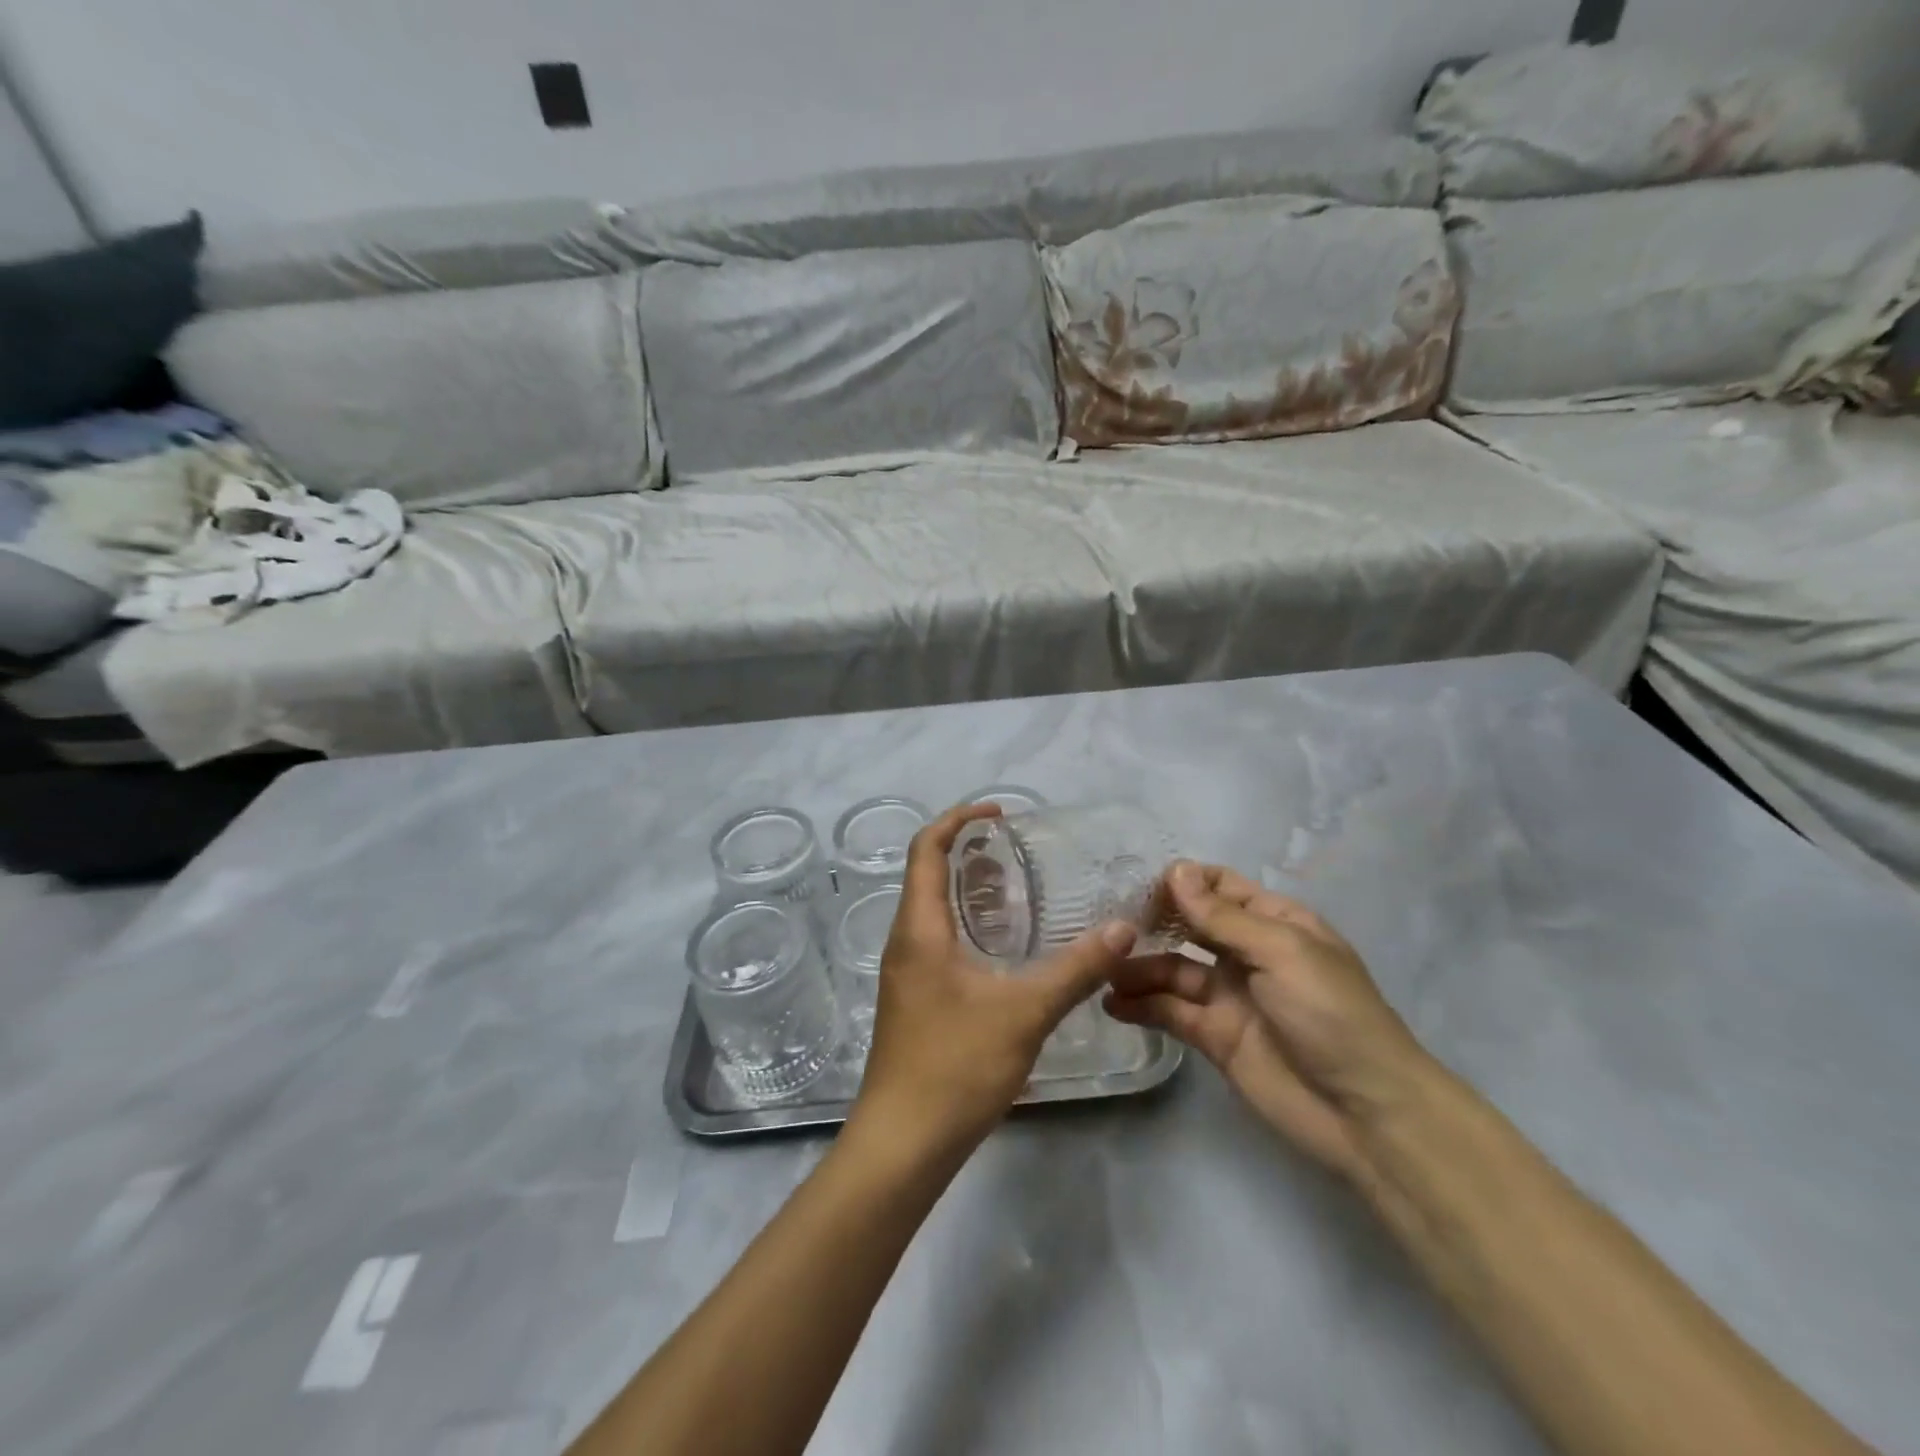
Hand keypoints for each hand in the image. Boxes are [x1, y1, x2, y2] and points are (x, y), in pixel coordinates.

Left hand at [850, 803, 1137, 1153]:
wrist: (903, 1143)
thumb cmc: (955, 1066)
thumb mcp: (1024, 1012)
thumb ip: (1076, 969)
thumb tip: (1123, 927)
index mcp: (919, 929)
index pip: (925, 849)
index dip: (957, 819)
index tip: (999, 812)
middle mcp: (905, 941)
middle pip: (927, 874)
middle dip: (969, 852)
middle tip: (1018, 850)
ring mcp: (907, 973)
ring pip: (933, 910)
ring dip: (969, 889)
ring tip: (1019, 888)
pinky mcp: (915, 999)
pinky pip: (938, 940)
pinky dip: (969, 924)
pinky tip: (1005, 947)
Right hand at [1105, 862, 1431, 1180]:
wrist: (1366, 1113)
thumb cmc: (1332, 1015)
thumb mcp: (1282, 952)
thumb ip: (1223, 917)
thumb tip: (1175, 870)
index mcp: (1274, 922)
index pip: (1219, 886)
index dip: (1182, 882)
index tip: (1138, 887)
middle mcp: (1248, 953)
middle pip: (1190, 925)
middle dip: (1152, 921)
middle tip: (1107, 924)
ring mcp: (1229, 995)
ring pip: (1173, 968)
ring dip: (1138, 966)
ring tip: (1101, 968)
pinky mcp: (1214, 1036)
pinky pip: (1170, 1011)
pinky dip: (1141, 1005)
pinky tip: (1111, 1003)